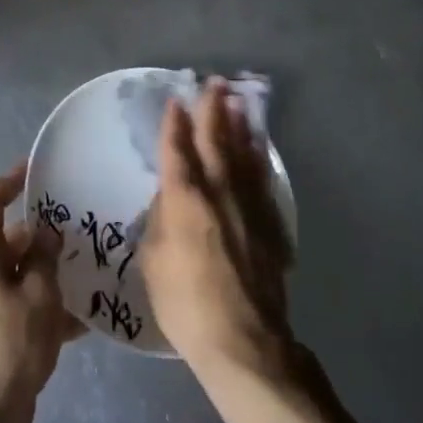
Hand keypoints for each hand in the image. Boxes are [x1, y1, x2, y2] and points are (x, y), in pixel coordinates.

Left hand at [0, 165, 82, 422]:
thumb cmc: (9, 344)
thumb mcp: (37, 294)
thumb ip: (45, 258)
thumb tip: (48, 232)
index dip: (11, 180)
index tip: (37, 169)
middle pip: (13, 238)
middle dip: (46, 232)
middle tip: (85, 225)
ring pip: (25, 273)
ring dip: (55, 269)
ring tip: (95, 265)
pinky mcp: (3, 331)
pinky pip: (30, 305)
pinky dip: (54, 306)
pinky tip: (91, 315)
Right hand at [140, 78, 294, 376]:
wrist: (243, 339)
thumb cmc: (185, 302)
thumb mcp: (152, 260)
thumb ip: (158, 221)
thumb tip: (168, 201)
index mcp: (185, 199)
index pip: (177, 150)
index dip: (174, 124)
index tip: (175, 101)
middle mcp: (219, 193)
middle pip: (216, 142)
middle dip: (213, 110)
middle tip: (215, 83)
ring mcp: (248, 207)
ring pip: (244, 155)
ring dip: (240, 126)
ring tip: (238, 102)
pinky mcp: (270, 226)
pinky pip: (262, 181)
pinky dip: (258, 159)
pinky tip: (258, 150)